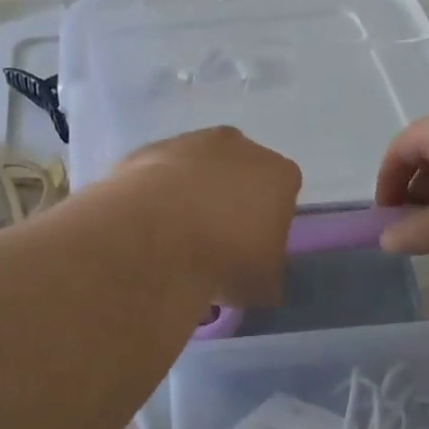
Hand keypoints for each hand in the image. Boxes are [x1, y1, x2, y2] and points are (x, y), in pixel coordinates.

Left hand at [114, 128, 301, 307]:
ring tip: (173, 234)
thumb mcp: (262, 286)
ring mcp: (190, 142)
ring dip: (190, 192)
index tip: (251, 248)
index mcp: (278, 174)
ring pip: (196, 167)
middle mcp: (238, 146)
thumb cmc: (224, 259)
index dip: (267, 222)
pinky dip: (155, 192)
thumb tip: (259, 280)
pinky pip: (158, 172)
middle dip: (229, 198)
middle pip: (239, 172)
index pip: (282, 194)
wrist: (154, 236)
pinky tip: (146, 222)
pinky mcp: (147, 149)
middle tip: (213, 239)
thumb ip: (266, 275)